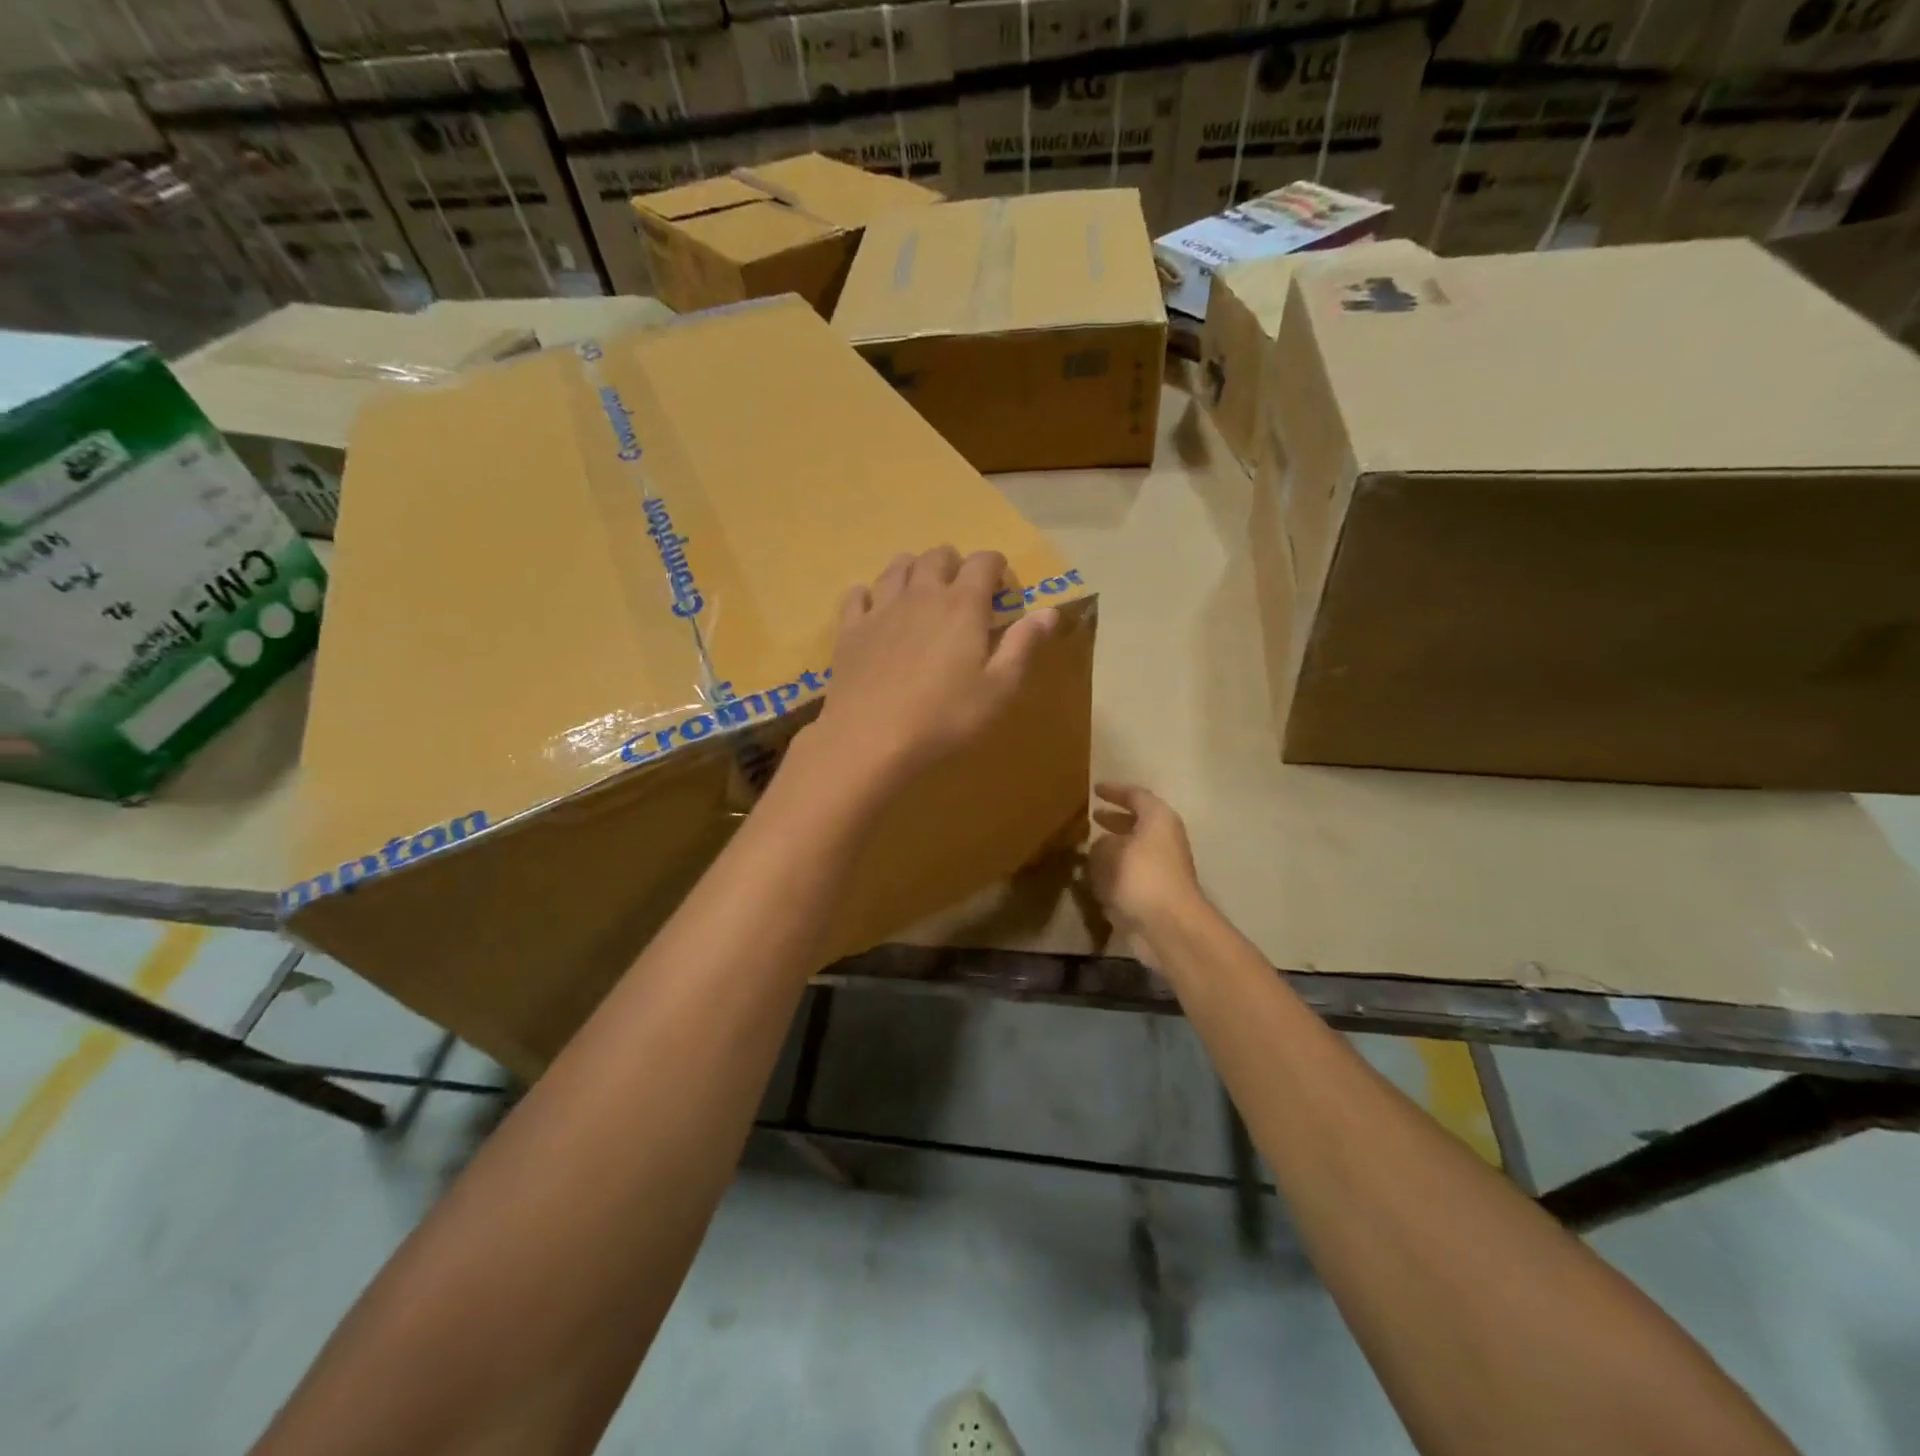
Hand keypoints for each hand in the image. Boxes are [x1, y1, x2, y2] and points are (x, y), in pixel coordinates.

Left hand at [801, 546, 1057, 802]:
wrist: (869, 738)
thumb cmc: (944, 717)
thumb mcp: (998, 688)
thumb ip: (1023, 645)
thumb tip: (1050, 612)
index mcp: (962, 605)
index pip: (983, 561)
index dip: (996, 567)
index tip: (1001, 587)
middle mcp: (921, 594)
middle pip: (938, 556)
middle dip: (955, 564)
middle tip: (963, 590)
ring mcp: (881, 608)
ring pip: (897, 567)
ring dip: (914, 570)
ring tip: (921, 591)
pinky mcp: (850, 629)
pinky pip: (857, 594)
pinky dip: (869, 594)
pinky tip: (874, 608)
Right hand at [1087, 783, 1203, 938]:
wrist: (1169, 925)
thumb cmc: (1142, 877)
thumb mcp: (1111, 852)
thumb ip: (1101, 844)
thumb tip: (1101, 846)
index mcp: (1158, 819)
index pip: (1135, 796)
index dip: (1114, 791)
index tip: (1095, 790)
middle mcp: (1165, 838)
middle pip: (1138, 822)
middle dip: (1115, 820)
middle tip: (1094, 817)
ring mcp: (1164, 866)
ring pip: (1135, 849)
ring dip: (1115, 848)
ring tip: (1091, 848)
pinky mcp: (1158, 891)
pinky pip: (1133, 873)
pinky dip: (1117, 871)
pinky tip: (1097, 877)